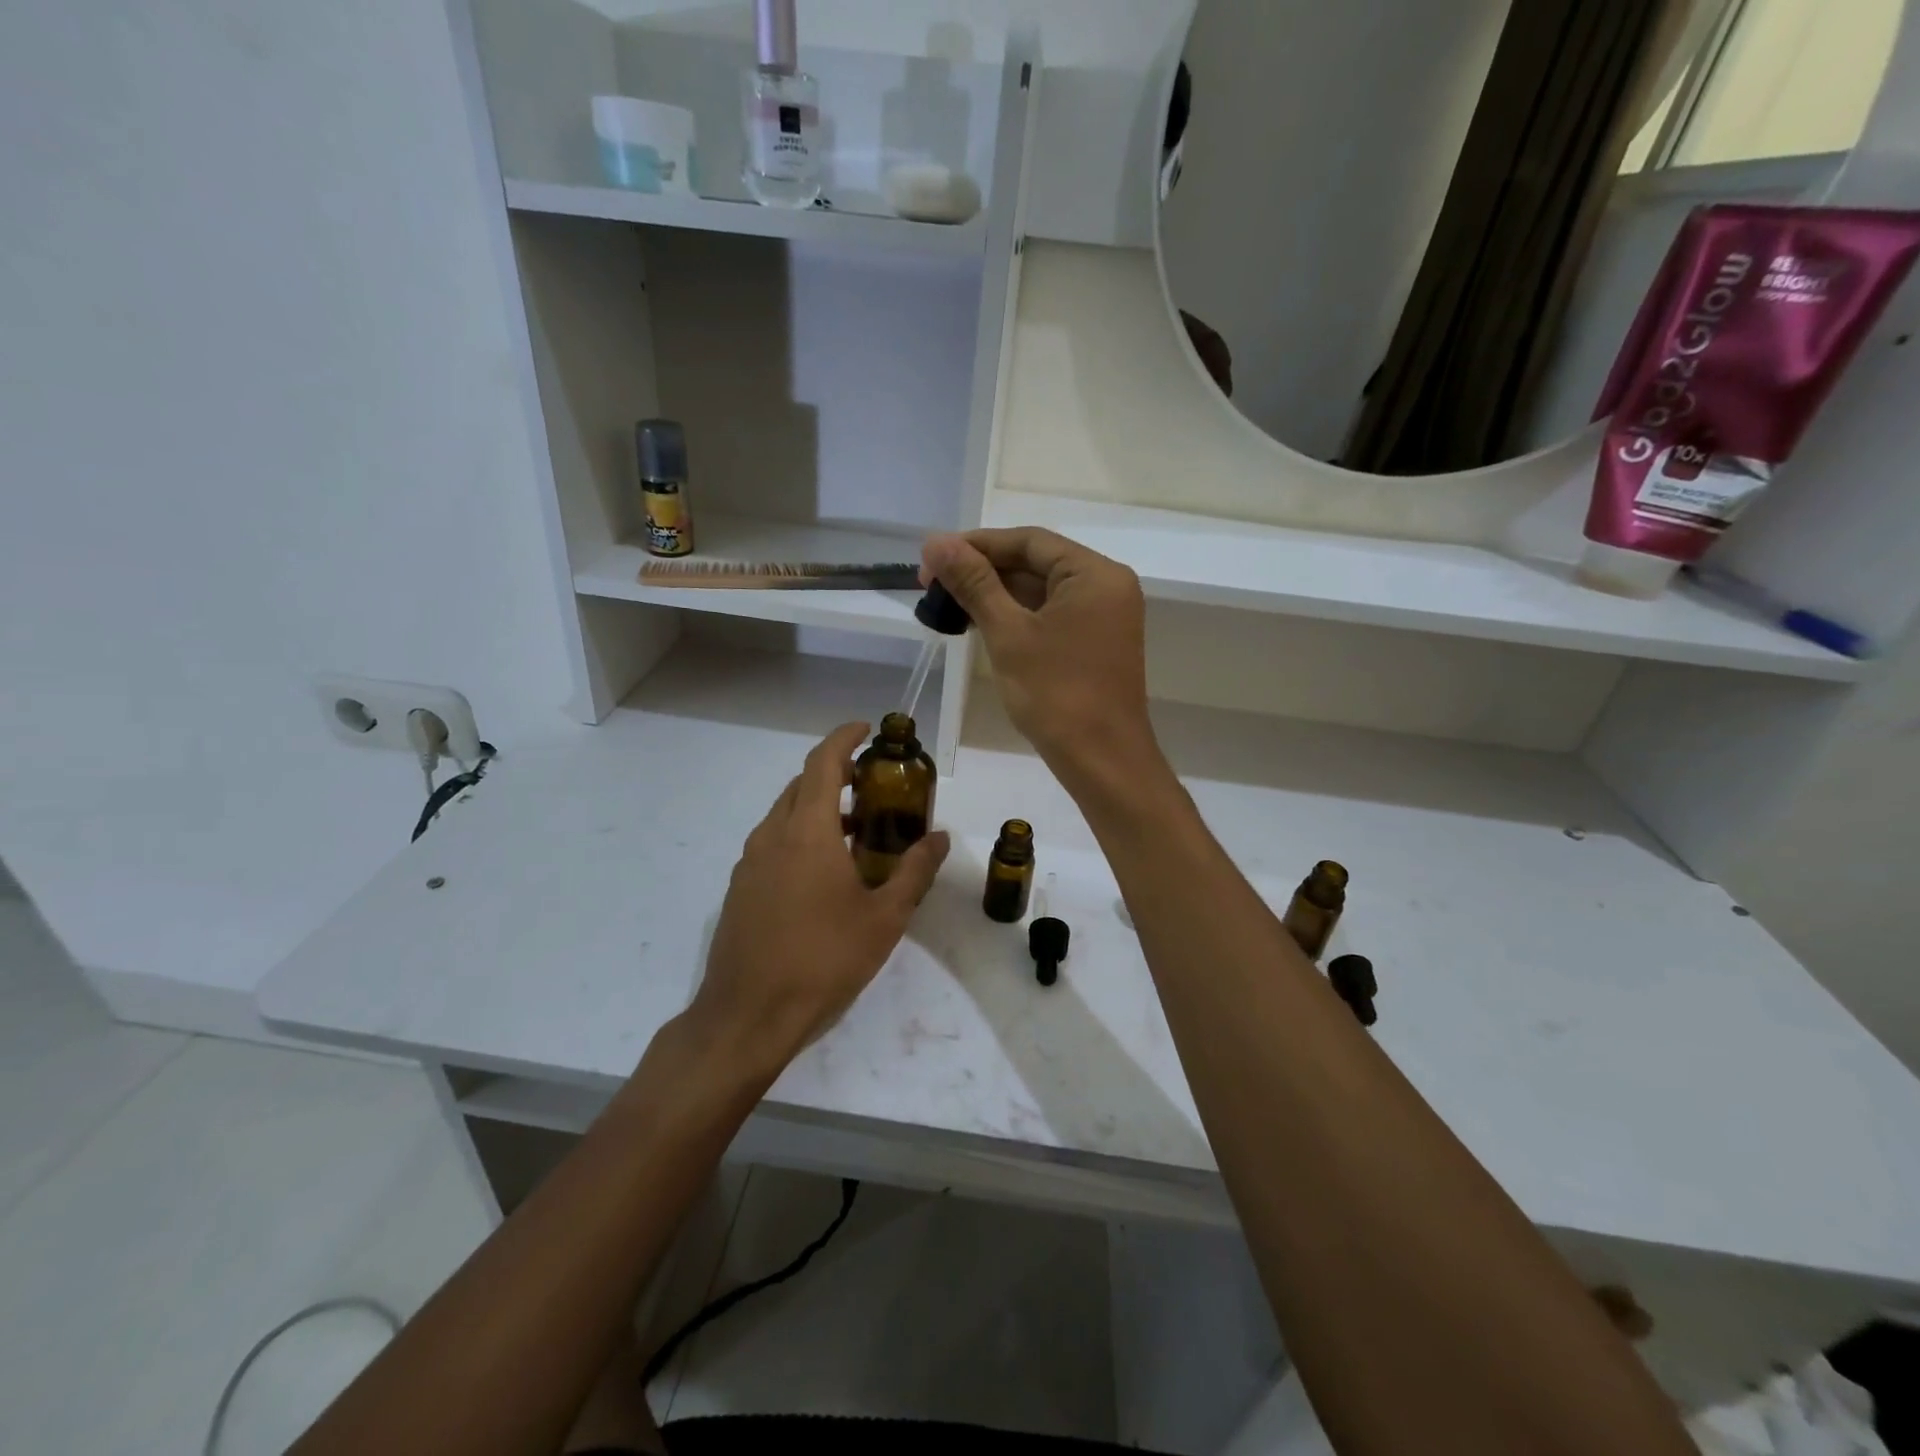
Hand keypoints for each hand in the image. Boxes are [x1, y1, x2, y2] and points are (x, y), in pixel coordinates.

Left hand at [685, 722, 950, 1080]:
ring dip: (819, 808)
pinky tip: (824, 873)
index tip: (867, 729)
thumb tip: (940, 838)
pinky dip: (800, 836)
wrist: (748, 1015)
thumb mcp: (884, 917)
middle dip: (836, 774)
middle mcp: (772, 835)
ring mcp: (750, 862)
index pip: (823, 763)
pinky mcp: (740, 888)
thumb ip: (914, 871)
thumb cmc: (823, 959)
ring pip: (785, 814)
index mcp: (807, 832)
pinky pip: (773, 843)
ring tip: (856, 832)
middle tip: (873, 786)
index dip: (844, 738)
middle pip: (802, 784)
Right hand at [923, 528, 1159, 792]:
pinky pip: (1051, 616)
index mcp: (1094, 573)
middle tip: (932, 585)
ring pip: (1041, 592)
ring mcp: (1103, 617)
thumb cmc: (1056, 695)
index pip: (1029, 541)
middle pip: (1036, 563)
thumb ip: (974, 583)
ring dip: (996, 595)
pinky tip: (979, 624)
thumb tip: (936, 541)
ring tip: (947, 605)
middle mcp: (1106, 586)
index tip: (933, 558)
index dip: (977, 545)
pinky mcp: (1095, 643)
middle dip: (983, 571)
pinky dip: (1016, 617)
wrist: (1102, 762)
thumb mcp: (1008, 634)